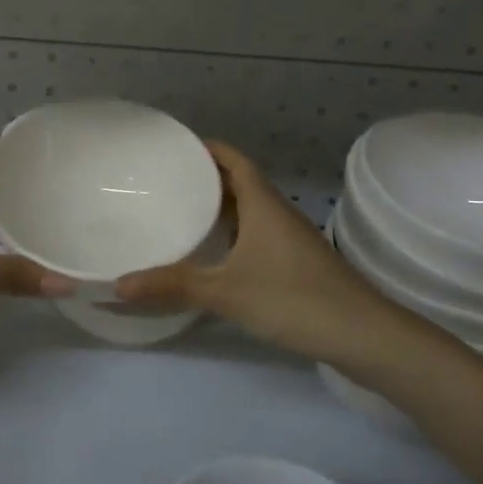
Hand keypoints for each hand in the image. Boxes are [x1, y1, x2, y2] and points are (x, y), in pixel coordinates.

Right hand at [115, 141, 416, 371]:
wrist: (364, 336)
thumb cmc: (293, 300)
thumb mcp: (226, 292)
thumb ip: (173, 286)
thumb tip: (118, 284)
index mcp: (263, 204)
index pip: (233, 159)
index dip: (206, 148)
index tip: (172, 147)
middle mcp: (277, 213)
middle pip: (239, 182)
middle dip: (205, 177)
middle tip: (164, 181)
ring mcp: (290, 238)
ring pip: (250, 209)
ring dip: (220, 206)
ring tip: (180, 211)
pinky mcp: (297, 262)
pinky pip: (257, 233)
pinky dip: (233, 232)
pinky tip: (214, 253)